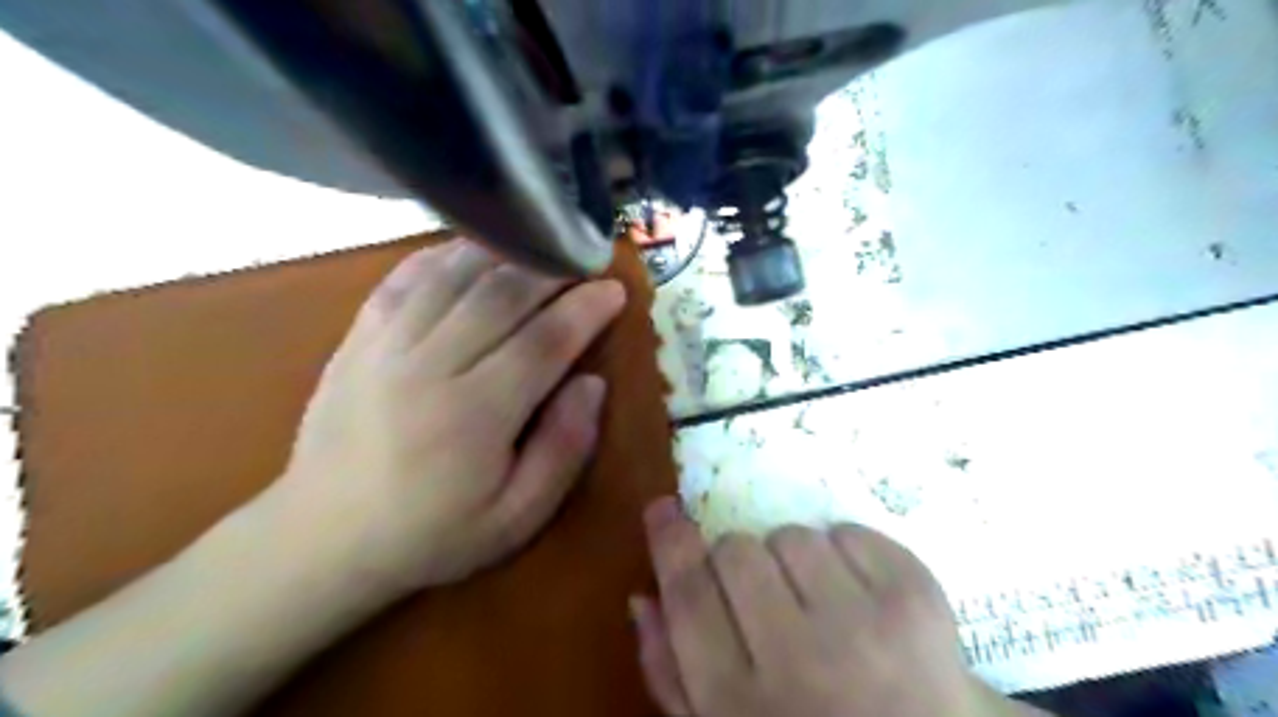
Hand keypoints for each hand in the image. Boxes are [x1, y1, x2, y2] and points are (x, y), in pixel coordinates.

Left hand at [278, 238, 627, 598]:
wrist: (322, 538)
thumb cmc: (432, 534)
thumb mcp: (517, 517)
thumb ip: (564, 449)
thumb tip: (593, 383)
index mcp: (475, 414)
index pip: (544, 341)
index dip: (585, 309)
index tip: (614, 290)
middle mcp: (430, 365)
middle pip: (501, 295)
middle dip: (553, 270)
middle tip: (584, 262)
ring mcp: (386, 345)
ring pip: (454, 275)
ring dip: (504, 252)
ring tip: (539, 249)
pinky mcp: (358, 337)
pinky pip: (404, 278)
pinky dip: (444, 256)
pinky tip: (472, 251)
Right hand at [634, 500, 1041, 716]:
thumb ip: (673, 675)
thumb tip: (645, 598)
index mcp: (741, 705)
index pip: (689, 596)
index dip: (670, 542)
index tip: (663, 509)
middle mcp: (800, 661)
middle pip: (736, 553)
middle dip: (736, 560)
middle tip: (760, 594)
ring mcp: (865, 627)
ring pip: (791, 536)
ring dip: (792, 561)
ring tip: (816, 604)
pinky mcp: (916, 598)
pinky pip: (850, 532)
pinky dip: (843, 553)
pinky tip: (856, 598)